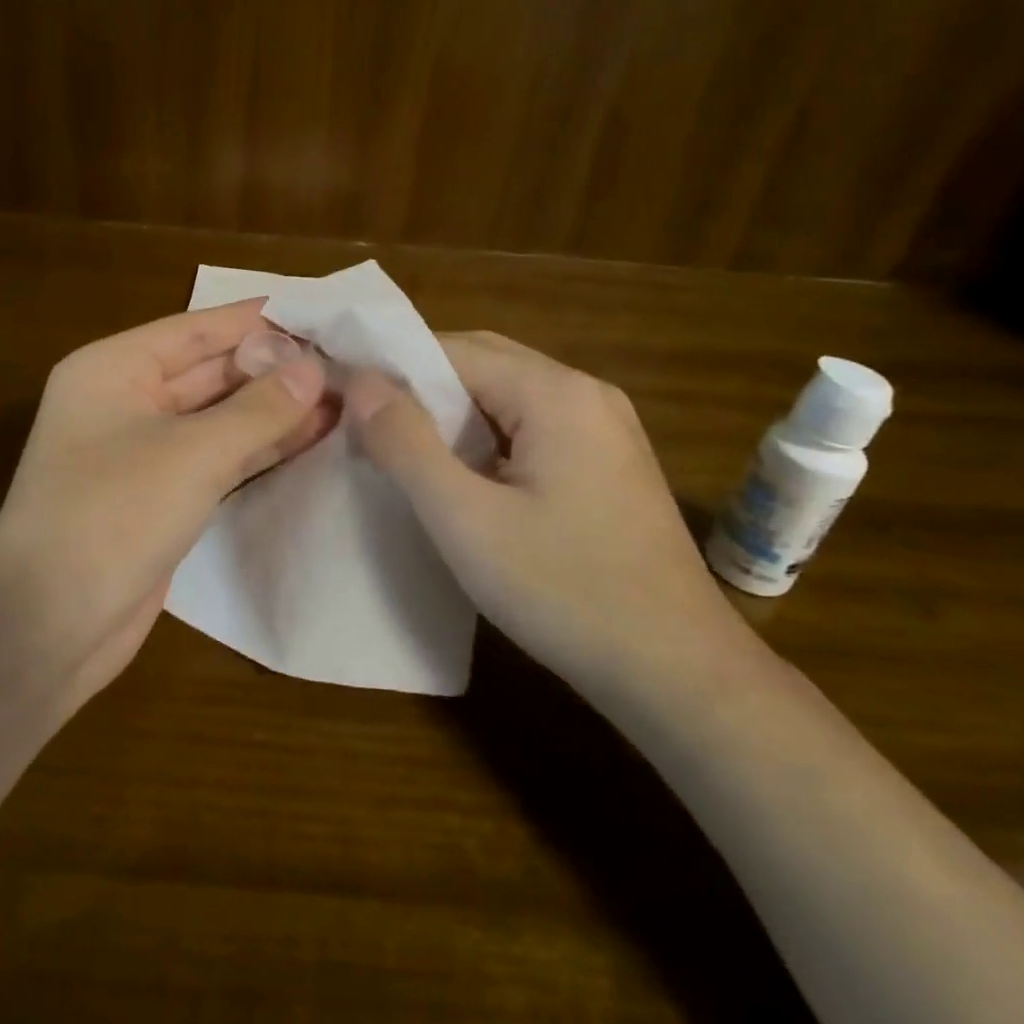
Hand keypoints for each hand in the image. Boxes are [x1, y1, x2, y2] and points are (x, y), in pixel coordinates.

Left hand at [0, 300, 336, 705]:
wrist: (47, 629)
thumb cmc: (111, 516)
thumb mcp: (192, 454)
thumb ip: (259, 409)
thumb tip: (314, 369)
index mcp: (113, 369)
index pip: (196, 330)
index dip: (257, 321)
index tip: (319, 313)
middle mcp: (125, 401)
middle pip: (210, 372)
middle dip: (273, 369)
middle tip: (343, 361)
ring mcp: (143, 452)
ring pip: (219, 418)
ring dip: (274, 410)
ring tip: (342, 398)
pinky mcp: (161, 496)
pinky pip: (218, 458)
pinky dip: (260, 449)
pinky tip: (311, 439)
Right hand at [347, 331, 747, 707]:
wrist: (680, 675)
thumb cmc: (566, 593)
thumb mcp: (465, 520)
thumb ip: (406, 443)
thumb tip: (360, 381)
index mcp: (555, 392)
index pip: (453, 348)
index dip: (393, 367)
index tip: (343, 396)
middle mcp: (585, 393)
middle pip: (483, 362)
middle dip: (420, 385)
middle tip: (367, 422)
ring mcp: (605, 427)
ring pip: (506, 395)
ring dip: (452, 412)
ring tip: (402, 449)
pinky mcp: (609, 462)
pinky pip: (532, 425)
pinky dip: (486, 436)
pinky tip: (463, 476)